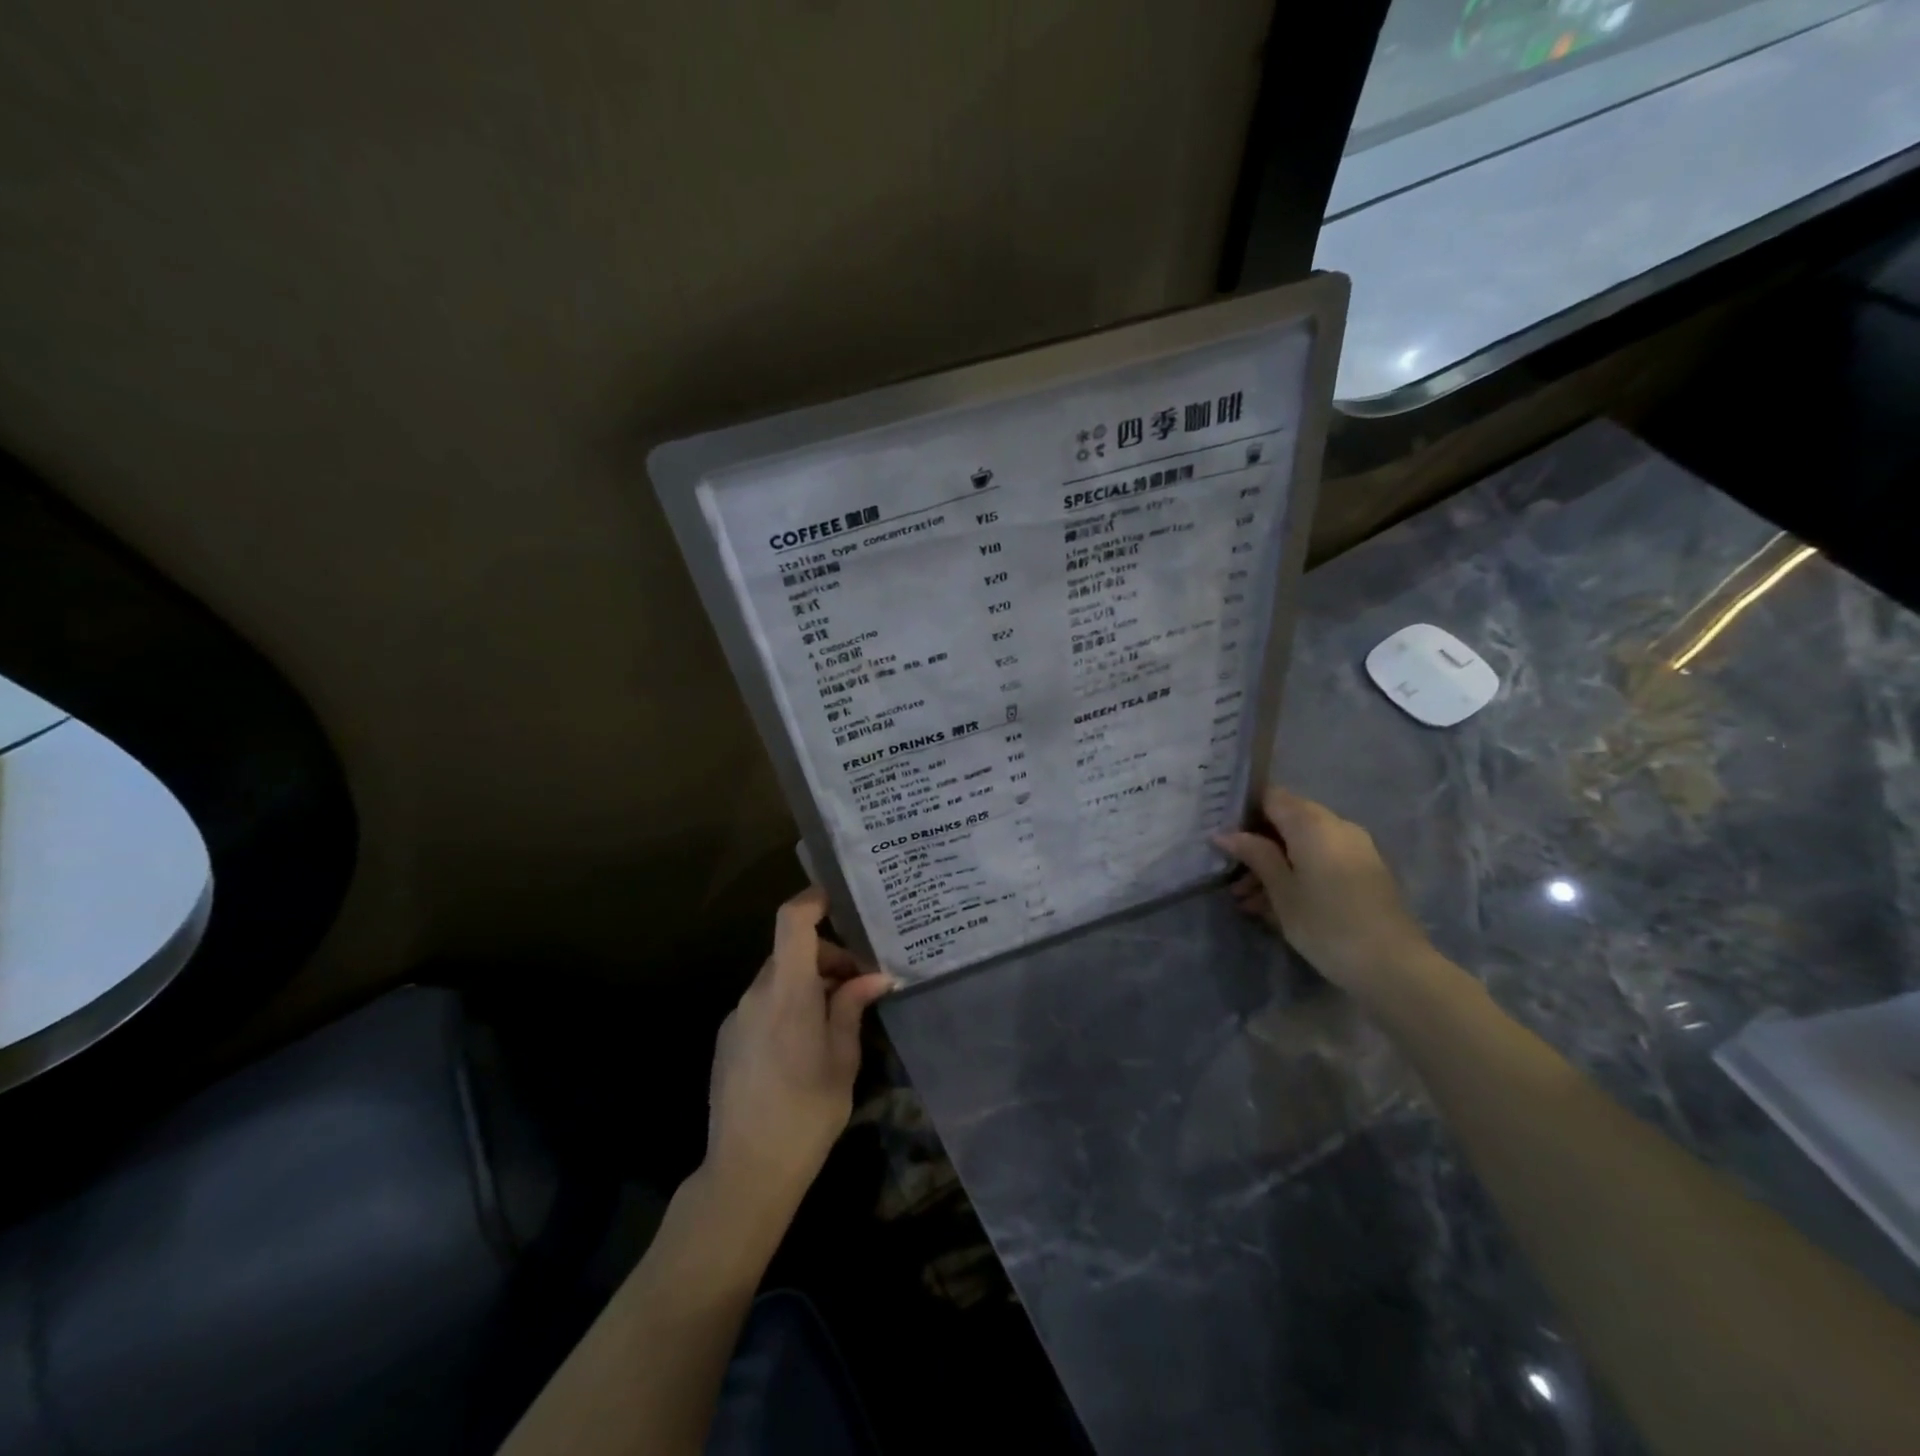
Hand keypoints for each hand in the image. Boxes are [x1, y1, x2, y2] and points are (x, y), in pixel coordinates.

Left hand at [704, 887, 894, 1225]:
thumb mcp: (842, 1060)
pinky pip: (763, 1004)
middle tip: (860, 984)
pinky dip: (788, 1004)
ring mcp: (737, 1017)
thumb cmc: (806, 1113)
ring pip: (778, 979)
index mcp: (787, 993)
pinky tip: (807, 1042)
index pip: (792, 922)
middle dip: (828, 957)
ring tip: (838, 1016)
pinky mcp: (728, 1039)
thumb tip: (873, 977)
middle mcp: (755, 995)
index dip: (813, 900)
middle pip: (791, 951)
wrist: (745, 1172)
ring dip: (809, 983)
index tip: (840, 898)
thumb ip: (851, 1009)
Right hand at [1214, 786, 1434, 995]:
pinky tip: (1273, 906)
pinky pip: (1321, 861)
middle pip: (1287, 821)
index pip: (1271, 797)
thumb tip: (1225, 834)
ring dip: (1274, 865)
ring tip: (1246, 900)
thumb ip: (1255, 855)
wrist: (1394, 967)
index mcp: (1313, 824)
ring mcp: (1355, 850)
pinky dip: (1297, 875)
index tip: (1223, 835)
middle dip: (1258, 845)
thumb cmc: (1326, 924)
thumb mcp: (1281, 891)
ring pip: (1303, 845)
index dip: (1244, 811)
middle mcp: (1337, 826)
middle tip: (1231, 874)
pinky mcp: (1364, 873)